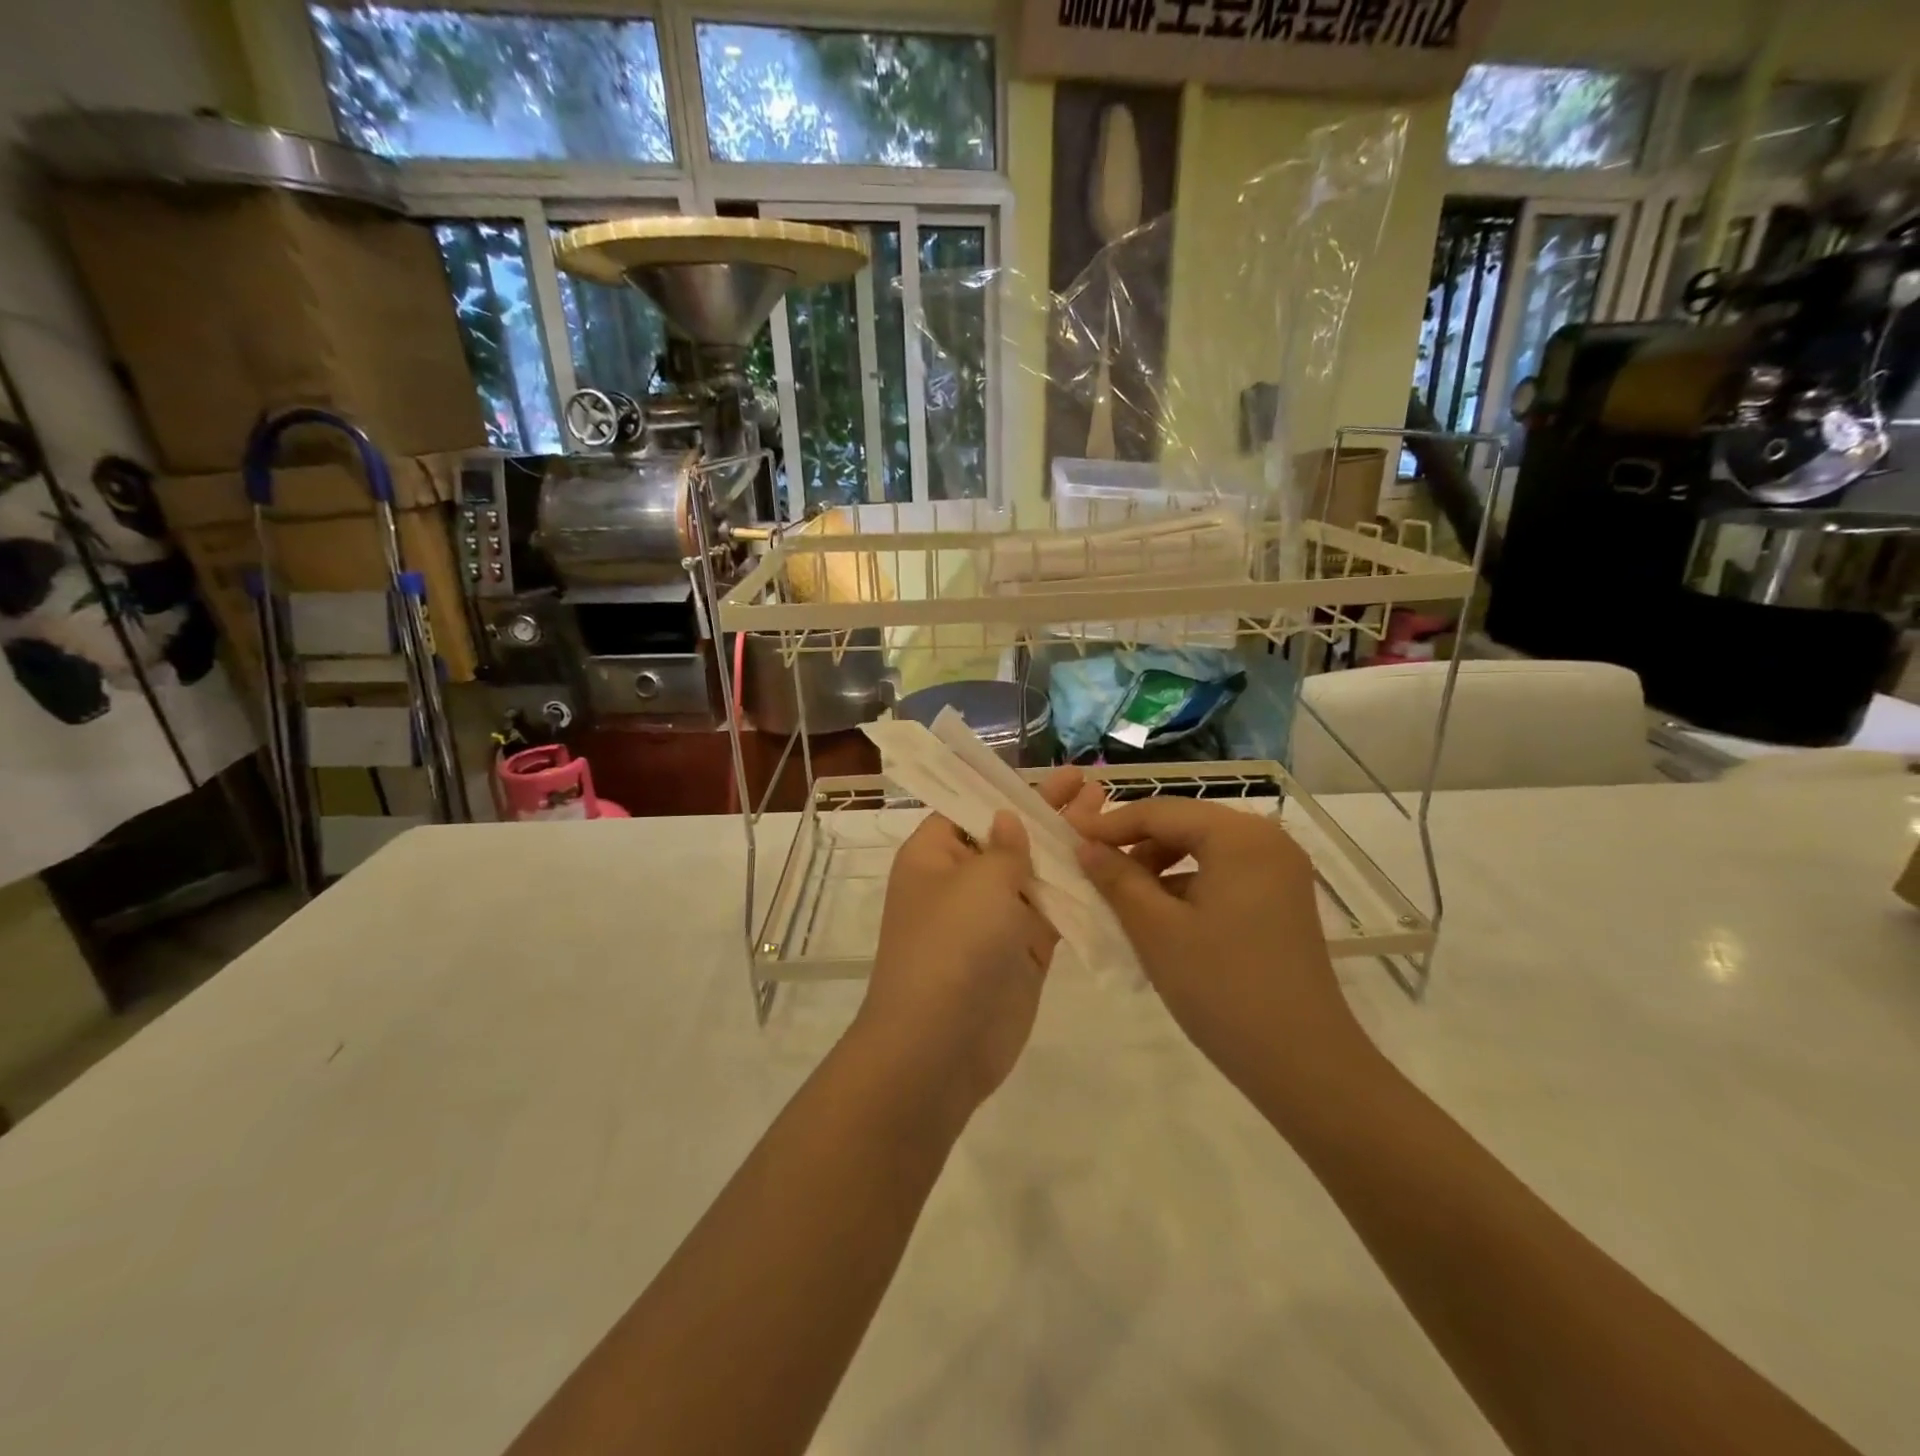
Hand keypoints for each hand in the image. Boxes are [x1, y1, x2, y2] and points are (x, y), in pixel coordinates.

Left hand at [855, 766, 1095, 1120]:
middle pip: (1009, 835)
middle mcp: (961, 881)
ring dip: (1069, 847)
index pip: (969, 807)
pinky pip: (1053, 911)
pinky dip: (1078, 891)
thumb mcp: (978, 882)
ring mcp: (994, 918)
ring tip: (1110, 814)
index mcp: (933, 855)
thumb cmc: (952, 946)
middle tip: (1092, 783)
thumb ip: (1004, 846)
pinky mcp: (1023, 951)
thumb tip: (1008, 818)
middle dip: (1048, 811)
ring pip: (1036, 872)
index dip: (1007, 788)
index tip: (1047, 771)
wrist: (941, 1046)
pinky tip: (1111, 867)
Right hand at [1075, 798, 1366, 1090]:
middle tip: (1092, 870)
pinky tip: (1161, 917)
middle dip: (1135, 844)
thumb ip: (1117, 878)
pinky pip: (1223, 873)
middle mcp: (1266, 838)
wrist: (1303, 1063)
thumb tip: (1085, 846)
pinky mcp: (1282, 899)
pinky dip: (1187, 885)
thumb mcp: (1156, 929)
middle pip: (1184, 824)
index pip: (1160, 811)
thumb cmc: (1223, 988)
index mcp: (1239, 835)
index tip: (1068, 839)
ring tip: (1122, 898)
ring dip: (1159, 866)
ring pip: (1202, 848)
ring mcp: (1280, 869)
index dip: (1110, 825)